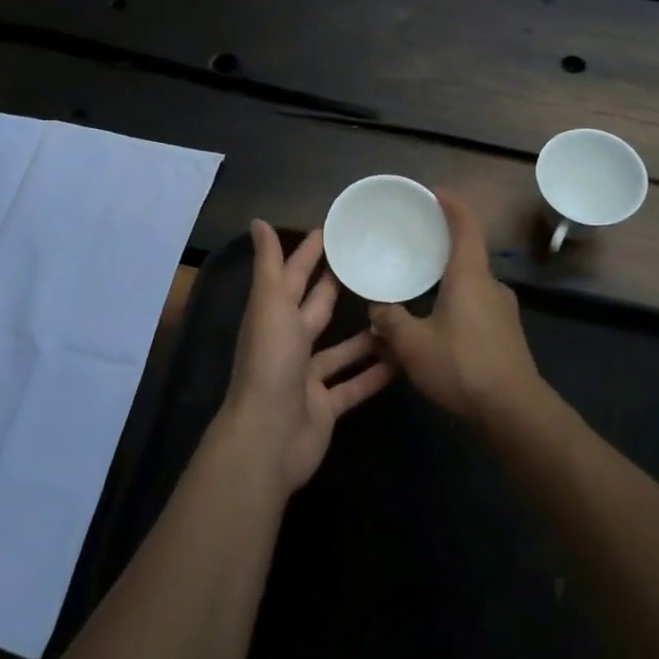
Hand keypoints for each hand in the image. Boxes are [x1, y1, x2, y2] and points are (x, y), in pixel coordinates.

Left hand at [218, 220, 394, 493]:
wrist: (268, 436)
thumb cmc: (270, 363)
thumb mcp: (270, 304)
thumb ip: (269, 265)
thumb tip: (257, 221)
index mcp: (274, 316)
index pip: (294, 275)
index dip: (309, 253)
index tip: (333, 231)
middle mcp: (289, 342)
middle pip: (317, 308)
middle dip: (337, 287)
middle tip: (371, 264)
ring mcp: (307, 377)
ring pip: (341, 349)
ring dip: (365, 334)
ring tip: (397, 311)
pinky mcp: (325, 406)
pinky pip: (354, 385)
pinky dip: (374, 374)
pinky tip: (401, 360)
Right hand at [368, 192, 547, 426]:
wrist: (514, 411)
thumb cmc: (462, 366)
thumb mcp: (413, 345)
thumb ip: (390, 322)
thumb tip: (377, 310)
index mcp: (470, 276)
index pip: (466, 226)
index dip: (452, 205)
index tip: (435, 194)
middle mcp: (491, 286)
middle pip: (467, 255)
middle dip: (442, 248)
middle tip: (415, 247)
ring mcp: (504, 311)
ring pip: (471, 285)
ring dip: (447, 284)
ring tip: (419, 292)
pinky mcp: (507, 335)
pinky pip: (477, 307)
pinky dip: (456, 305)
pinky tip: (437, 328)